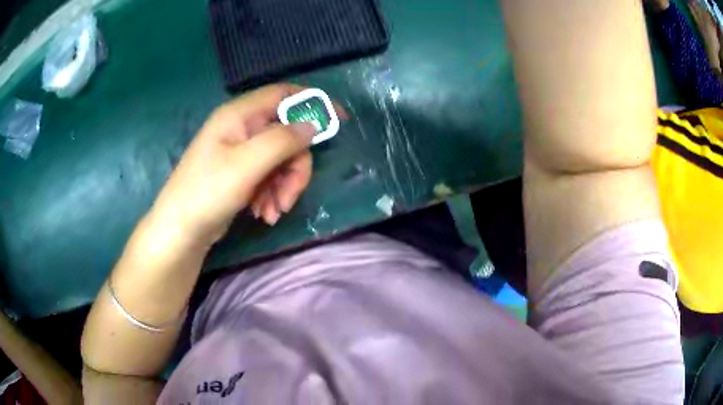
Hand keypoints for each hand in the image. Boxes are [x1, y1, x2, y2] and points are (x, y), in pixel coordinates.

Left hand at [147, 84, 331, 245]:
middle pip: (287, 135)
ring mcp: (241, 152)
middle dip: (294, 167)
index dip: (314, 103)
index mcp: (239, 115)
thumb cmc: (207, 192)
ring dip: (284, 186)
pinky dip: (273, 194)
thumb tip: (314, 124)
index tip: (340, 120)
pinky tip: (264, 213)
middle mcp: (242, 128)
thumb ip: (282, 140)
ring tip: (272, 212)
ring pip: (281, 159)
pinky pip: (270, 175)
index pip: (284, 95)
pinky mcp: (242, 173)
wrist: (181, 231)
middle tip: (289, 195)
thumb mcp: (246, 164)